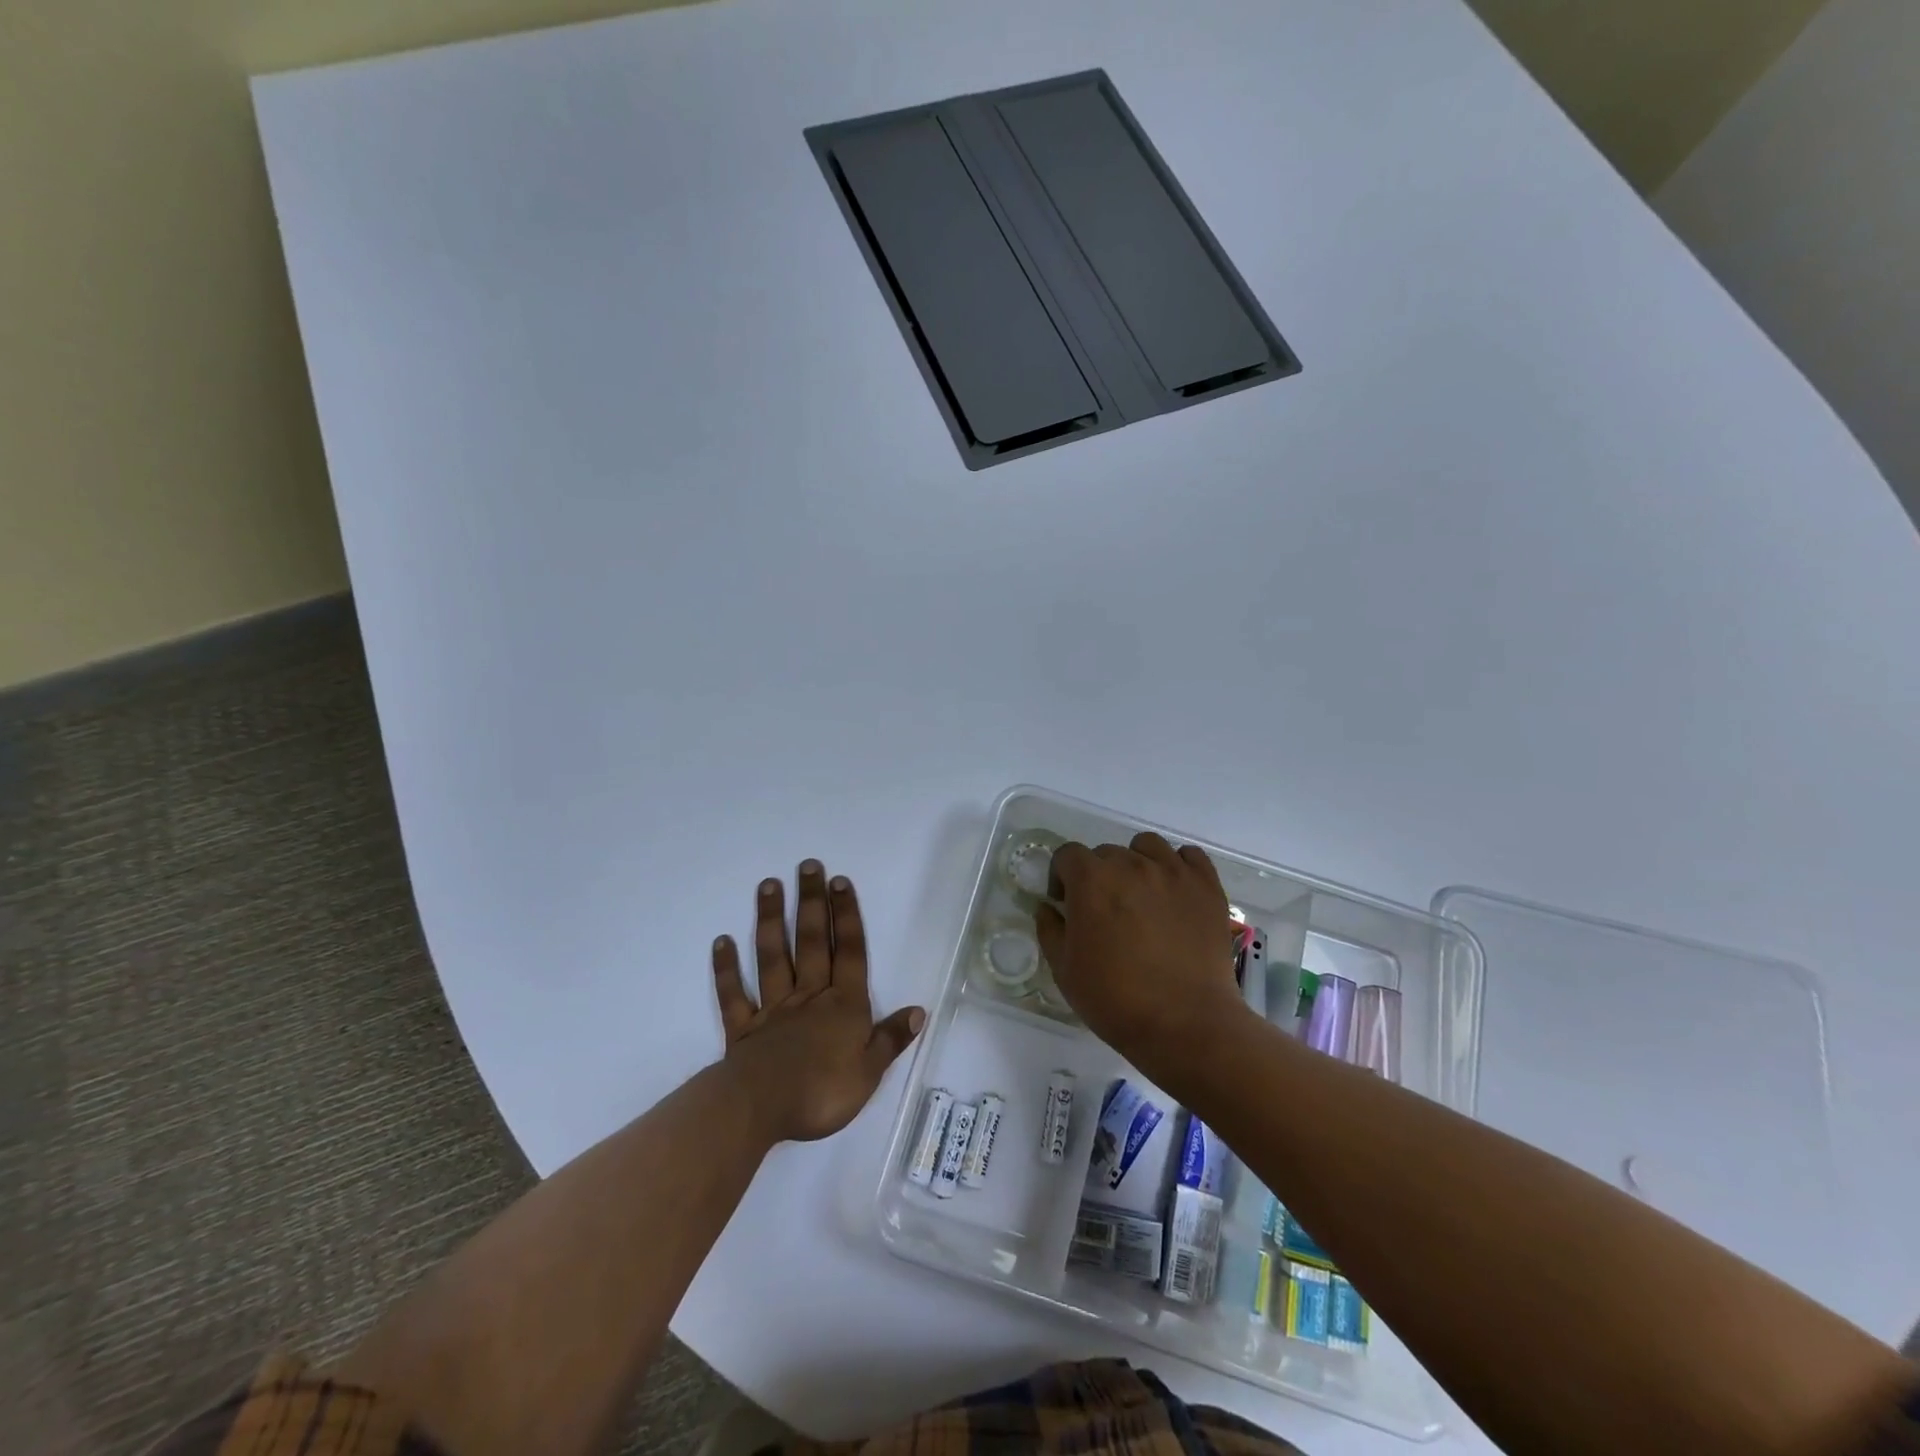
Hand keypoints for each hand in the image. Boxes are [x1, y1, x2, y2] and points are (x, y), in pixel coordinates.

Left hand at [712, 860, 923, 1144]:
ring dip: (770, 921)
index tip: (839, 881)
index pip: (848, 952)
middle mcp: (809, 997)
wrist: (761, 1109)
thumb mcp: (869, 1072)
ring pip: (772, 957)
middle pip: (811, 943)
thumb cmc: (822, 1092)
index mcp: (843, 1006)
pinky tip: (721, 941)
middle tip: (808, 865)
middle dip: (811, 903)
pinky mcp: (743, 1029)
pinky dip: (726, 969)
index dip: (846, 916)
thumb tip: (918, 1011)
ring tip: (768, 885)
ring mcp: (773, 1010)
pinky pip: (734, 995)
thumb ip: (890, 1039)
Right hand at [1035, 833, 1246, 1076]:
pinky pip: (1190, 856)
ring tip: (1141, 896)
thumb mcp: (1064, 970)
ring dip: (1137, 863)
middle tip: (1105, 911)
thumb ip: (1050, 930)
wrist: (1185, 1023)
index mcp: (1091, 880)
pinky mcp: (1206, 886)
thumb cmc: (1115, 1000)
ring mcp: (1173, 872)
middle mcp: (1131, 864)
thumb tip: (1048, 907)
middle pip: (1106, 853)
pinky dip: (1178, 866)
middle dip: (1098, 876)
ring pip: (1147, 846)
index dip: (1062, 877)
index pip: (1068, 855)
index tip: (1066, 904)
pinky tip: (1174, 892)